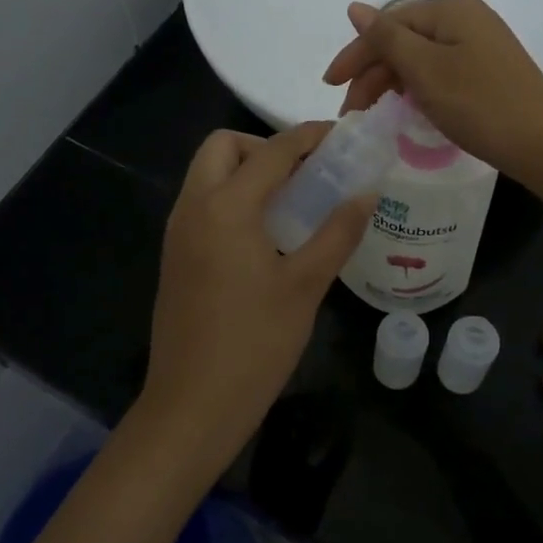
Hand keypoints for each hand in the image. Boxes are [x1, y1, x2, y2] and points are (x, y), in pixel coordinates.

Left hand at [134, 124, 374, 486]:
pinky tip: (267, 236)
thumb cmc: (254, 344)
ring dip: (246, 172)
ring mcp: (178, 233)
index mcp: (225, 207)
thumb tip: (366, 193)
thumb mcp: (306, 286)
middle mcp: (193, 208)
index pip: (271, 150)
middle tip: (305, 175)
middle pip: (223, 147)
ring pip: (208, 174)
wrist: (192, 406)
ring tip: (293, 203)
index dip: (309, 136)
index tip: (342, 137)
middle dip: (264, 147)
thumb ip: (338, 232)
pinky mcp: (175, 256)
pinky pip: (203, 204)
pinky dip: (232, 198)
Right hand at [321, 0, 542, 187]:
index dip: (355, 54)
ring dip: (392, 83)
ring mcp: (480, 44)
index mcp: (450, 10)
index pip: (388, 25)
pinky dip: (417, 88)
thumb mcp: (425, 70)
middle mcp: (466, 18)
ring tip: (374, 113)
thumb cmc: (479, 104)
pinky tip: (408, 107)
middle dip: (372, 73)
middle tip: (352, 111)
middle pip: (404, 40)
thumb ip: (387, 38)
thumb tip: (356, 7)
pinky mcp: (489, 70)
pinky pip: (440, 71)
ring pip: (421, 58)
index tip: (330, 86)